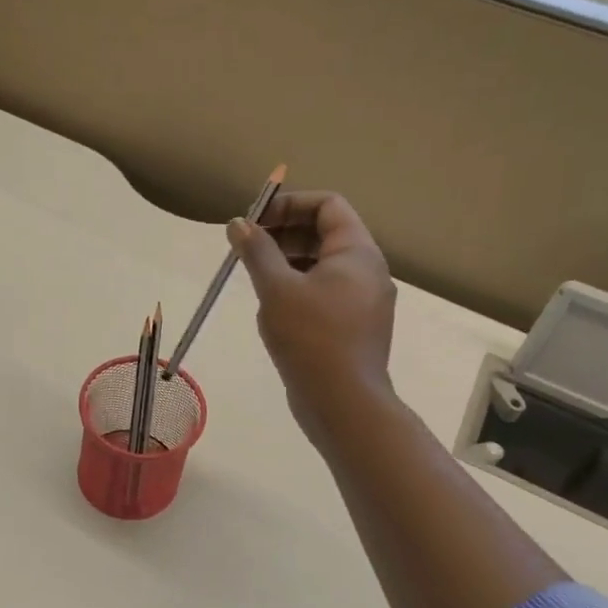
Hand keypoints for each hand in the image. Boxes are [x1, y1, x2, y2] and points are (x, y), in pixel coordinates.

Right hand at [229, 191, 397, 440]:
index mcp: (357, 252)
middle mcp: (368, 271)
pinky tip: (274, 310)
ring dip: (288, 263)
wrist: (344, 403)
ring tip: (257, 279)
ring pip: (324, 267)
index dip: (290, 204)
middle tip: (249, 249)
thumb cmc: (311, 338)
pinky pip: (326, 294)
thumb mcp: (276, 289)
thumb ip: (257, 251)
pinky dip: (299, 290)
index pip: (327, 205)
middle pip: (326, 234)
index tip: (256, 220)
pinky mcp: (355, 328)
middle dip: (284, 234)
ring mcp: (365, 302)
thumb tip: (239, 224)